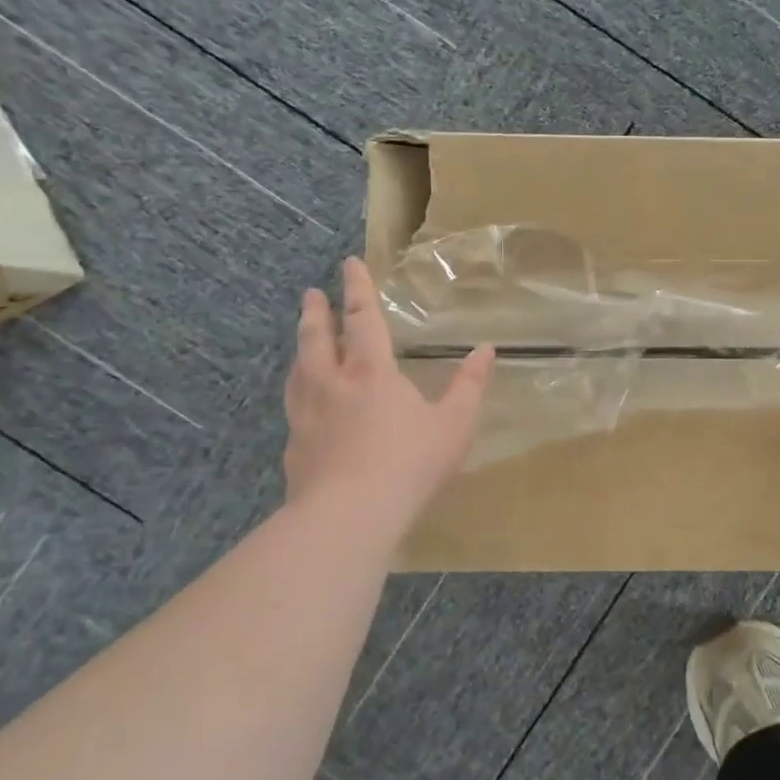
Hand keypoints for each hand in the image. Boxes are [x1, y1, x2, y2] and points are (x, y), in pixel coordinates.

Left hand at [283, 257, 494, 523]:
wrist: (349, 516)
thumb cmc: (409, 463)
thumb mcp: (455, 424)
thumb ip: (470, 386)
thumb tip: (486, 350)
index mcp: (371, 372)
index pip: (362, 319)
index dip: (357, 289)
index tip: (348, 264)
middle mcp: (332, 384)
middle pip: (317, 338)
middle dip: (317, 312)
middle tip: (311, 294)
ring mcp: (307, 415)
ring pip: (298, 369)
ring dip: (302, 347)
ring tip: (303, 339)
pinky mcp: (295, 446)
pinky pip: (294, 405)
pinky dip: (298, 389)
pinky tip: (302, 402)